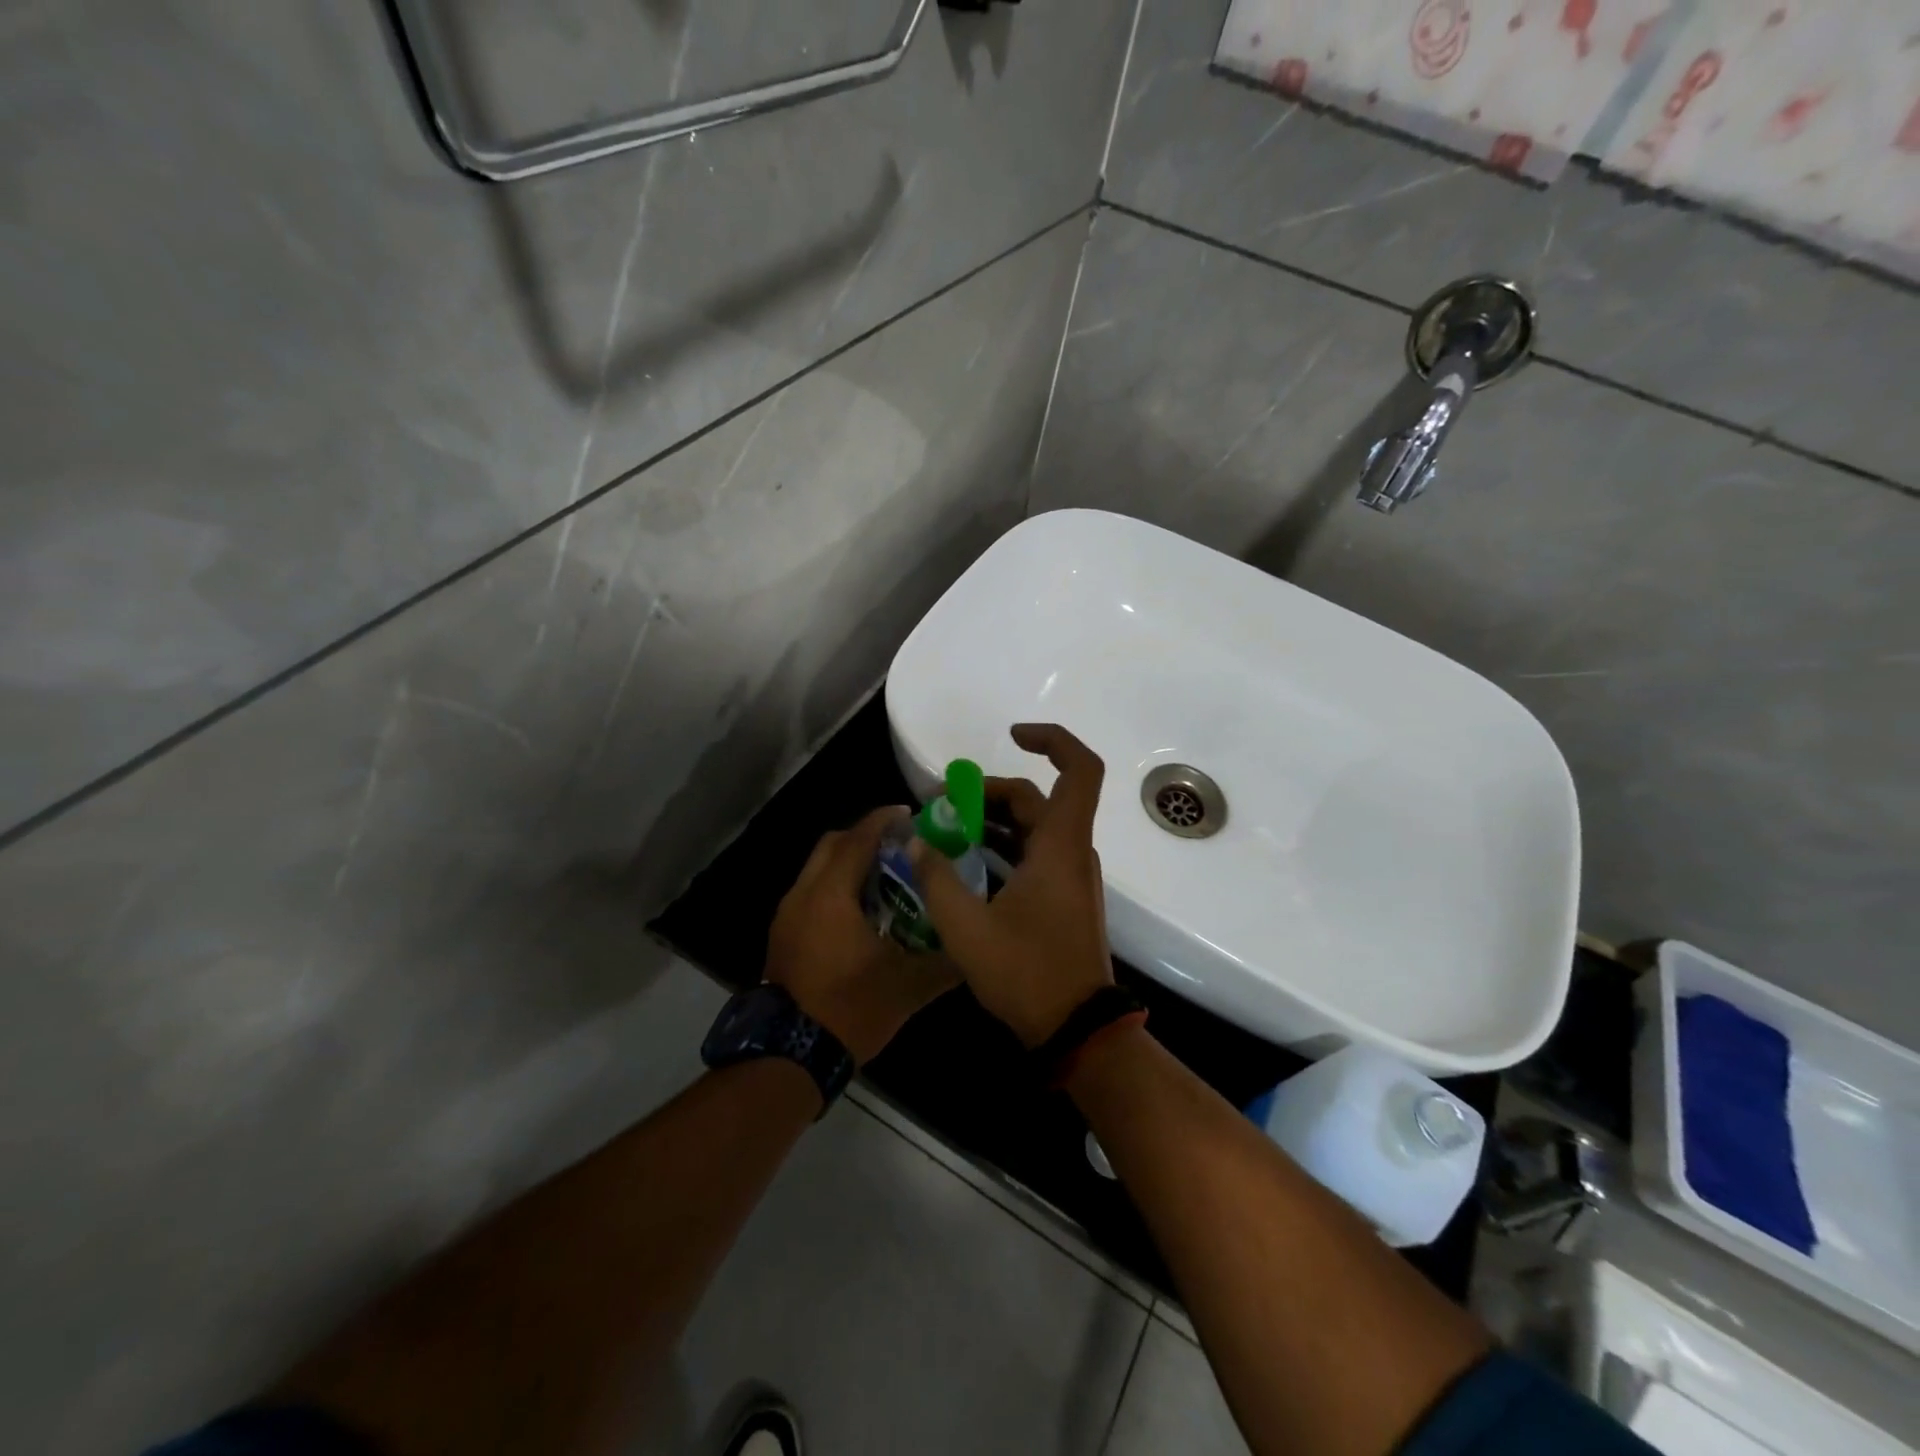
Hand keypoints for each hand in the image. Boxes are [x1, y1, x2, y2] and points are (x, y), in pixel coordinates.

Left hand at [765, 806, 960, 1064]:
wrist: (790, 1056)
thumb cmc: (849, 1009)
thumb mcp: (908, 986)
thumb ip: (945, 961)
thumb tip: (973, 947)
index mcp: (831, 895)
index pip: (858, 839)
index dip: (884, 820)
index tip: (910, 814)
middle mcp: (803, 894)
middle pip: (832, 844)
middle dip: (864, 835)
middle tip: (900, 844)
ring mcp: (787, 915)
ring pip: (818, 868)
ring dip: (848, 862)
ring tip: (886, 874)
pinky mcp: (782, 935)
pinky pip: (811, 891)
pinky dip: (836, 886)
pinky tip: (862, 910)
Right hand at [910, 724, 1113, 1047]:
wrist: (1078, 1031)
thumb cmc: (1028, 974)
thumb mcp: (967, 928)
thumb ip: (936, 879)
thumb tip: (914, 843)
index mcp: (1060, 846)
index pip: (1079, 769)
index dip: (1052, 740)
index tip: (1011, 736)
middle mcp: (1071, 851)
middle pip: (1036, 798)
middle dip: (987, 793)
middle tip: (939, 806)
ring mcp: (1070, 876)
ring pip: (1033, 827)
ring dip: (991, 821)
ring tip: (943, 832)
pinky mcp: (1062, 897)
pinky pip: (1033, 853)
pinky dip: (1002, 847)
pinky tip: (965, 864)